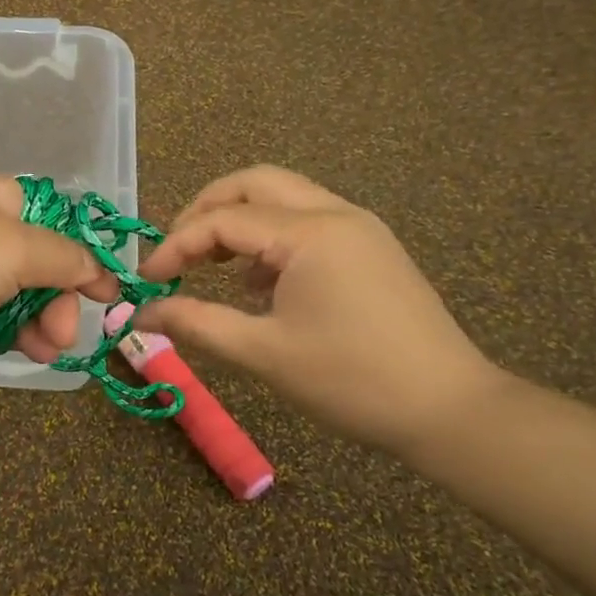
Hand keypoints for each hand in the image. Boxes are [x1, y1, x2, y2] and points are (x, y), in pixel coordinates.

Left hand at [0, 175, 118, 361]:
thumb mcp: (15, 251)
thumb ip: (64, 259)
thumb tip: (98, 270)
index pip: (55, 224)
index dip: (81, 261)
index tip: (105, 299)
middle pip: (33, 262)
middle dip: (55, 302)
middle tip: (61, 339)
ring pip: (5, 290)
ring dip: (32, 322)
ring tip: (42, 354)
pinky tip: (11, 350)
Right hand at [134, 165, 504, 455]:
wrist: (451, 412)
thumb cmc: (352, 381)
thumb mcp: (264, 353)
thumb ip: (197, 324)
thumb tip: (144, 313)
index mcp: (309, 232)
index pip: (223, 220)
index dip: (176, 246)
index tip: (147, 281)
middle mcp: (335, 213)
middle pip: (255, 183)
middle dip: (206, 208)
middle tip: (178, 251)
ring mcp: (359, 228)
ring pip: (284, 197)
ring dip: (240, 219)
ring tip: (213, 267)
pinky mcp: (371, 248)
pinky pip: (308, 221)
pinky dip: (272, 237)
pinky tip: (261, 284)